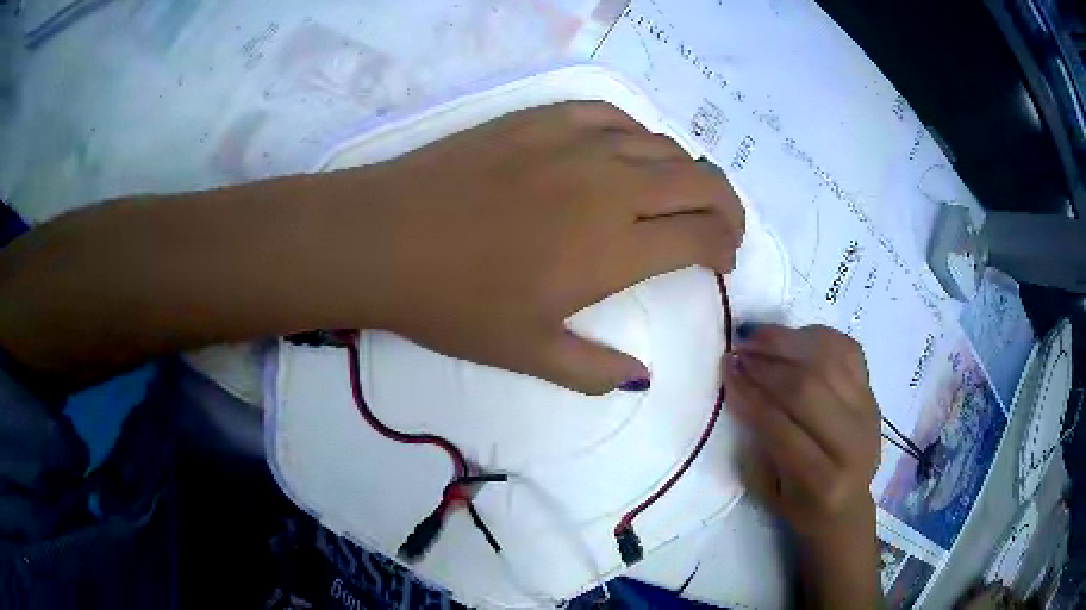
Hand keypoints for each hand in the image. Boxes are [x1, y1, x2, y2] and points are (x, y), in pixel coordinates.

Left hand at [335, 102, 744, 393]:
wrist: (384, 239)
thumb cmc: (453, 303)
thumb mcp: (527, 353)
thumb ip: (594, 371)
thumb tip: (641, 378)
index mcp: (614, 248)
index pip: (702, 236)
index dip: (725, 248)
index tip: (722, 261)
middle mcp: (611, 186)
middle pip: (701, 183)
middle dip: (727, 207)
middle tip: (721, 228)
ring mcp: (576, 142)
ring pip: (664, 146)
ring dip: (687, 173)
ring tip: (679, 196)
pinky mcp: (542, 117)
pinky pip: (614, 117)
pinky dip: (638, 137)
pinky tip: (627, 155)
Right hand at [723, 324, 881, 605]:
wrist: (847, 504)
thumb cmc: (800, 505)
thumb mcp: (768, 491)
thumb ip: (759, 443)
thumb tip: (742, 390)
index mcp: (823, 481)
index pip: (782, 429)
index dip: (751, 396)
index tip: (726, 372)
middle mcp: (854, 443)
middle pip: (809, 388)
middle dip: (767, 365)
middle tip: (738, 352)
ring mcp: (869, 412)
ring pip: (829, 361)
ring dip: (788, 343)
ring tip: (757, 337)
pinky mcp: (874, 392)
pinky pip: (847, 350)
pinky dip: (817, 336)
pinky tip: (791, 337)